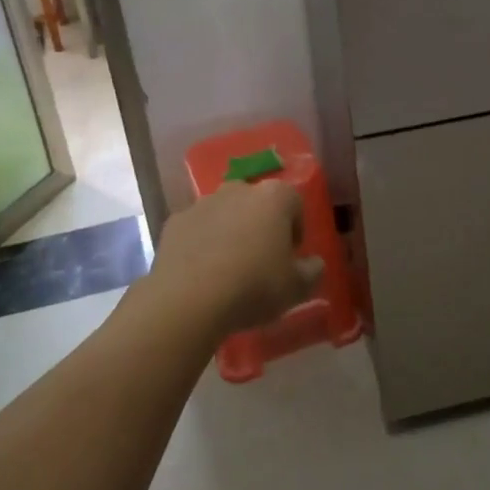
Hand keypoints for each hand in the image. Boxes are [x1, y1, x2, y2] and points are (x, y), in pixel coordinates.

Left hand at [147, 181, 321, 336]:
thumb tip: (314, 264)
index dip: (295, 228)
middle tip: (261, 261)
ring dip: (230, 232)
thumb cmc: (254, 287)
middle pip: (257, 203)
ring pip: (225, 213)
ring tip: (229, 269)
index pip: (294, 202)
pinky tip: (201, 273)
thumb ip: (312, 272)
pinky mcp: (175, 221)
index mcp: (274, 197)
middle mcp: (238, 189)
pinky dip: (201, 243)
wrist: (189, 299)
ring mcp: (203, 203)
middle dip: (261, 225)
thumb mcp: (297, 288)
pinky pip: (197, 229)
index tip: (290, 256)